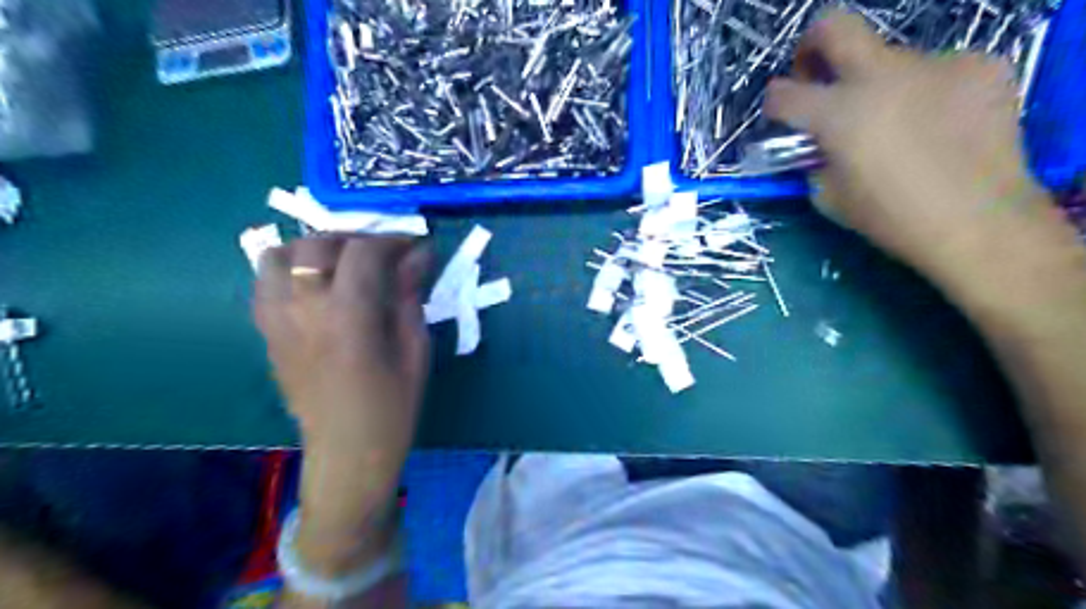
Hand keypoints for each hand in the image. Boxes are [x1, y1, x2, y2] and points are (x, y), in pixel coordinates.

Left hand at [255, 236, 427, 539]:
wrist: (347, 452)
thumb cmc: (392, 406)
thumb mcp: (414, 349)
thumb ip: (410, 296)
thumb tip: (419, 255)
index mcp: (347, 317)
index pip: (363, 253)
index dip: (392, 240)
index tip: (414, 246)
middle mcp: (303, 311)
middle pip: (316, 245)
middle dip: (354, 238)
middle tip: (383, 253)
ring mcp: (277, 321)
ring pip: (277, 256)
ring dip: (313, 249)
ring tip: (343, 263)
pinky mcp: (266, 334)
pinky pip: (264, 283)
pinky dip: (290, 270)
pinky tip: (317, 287)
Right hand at [762, 9, 1061, 280]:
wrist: (979, 221)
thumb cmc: (891, 217)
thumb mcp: (828, 197)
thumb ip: (813, 159)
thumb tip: (816, 143)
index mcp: (838, 113)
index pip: (783, 93)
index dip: (774, 103)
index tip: (780, 114)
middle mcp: (882, 75)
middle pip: (833, 27)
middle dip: (812, 47)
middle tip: (817, 76)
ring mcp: (935, 63)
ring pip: (889, 59)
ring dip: (878, 84)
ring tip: (896, 124)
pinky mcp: (980, 65)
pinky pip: (936, 70)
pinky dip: (924, 91)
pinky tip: (937, 125)